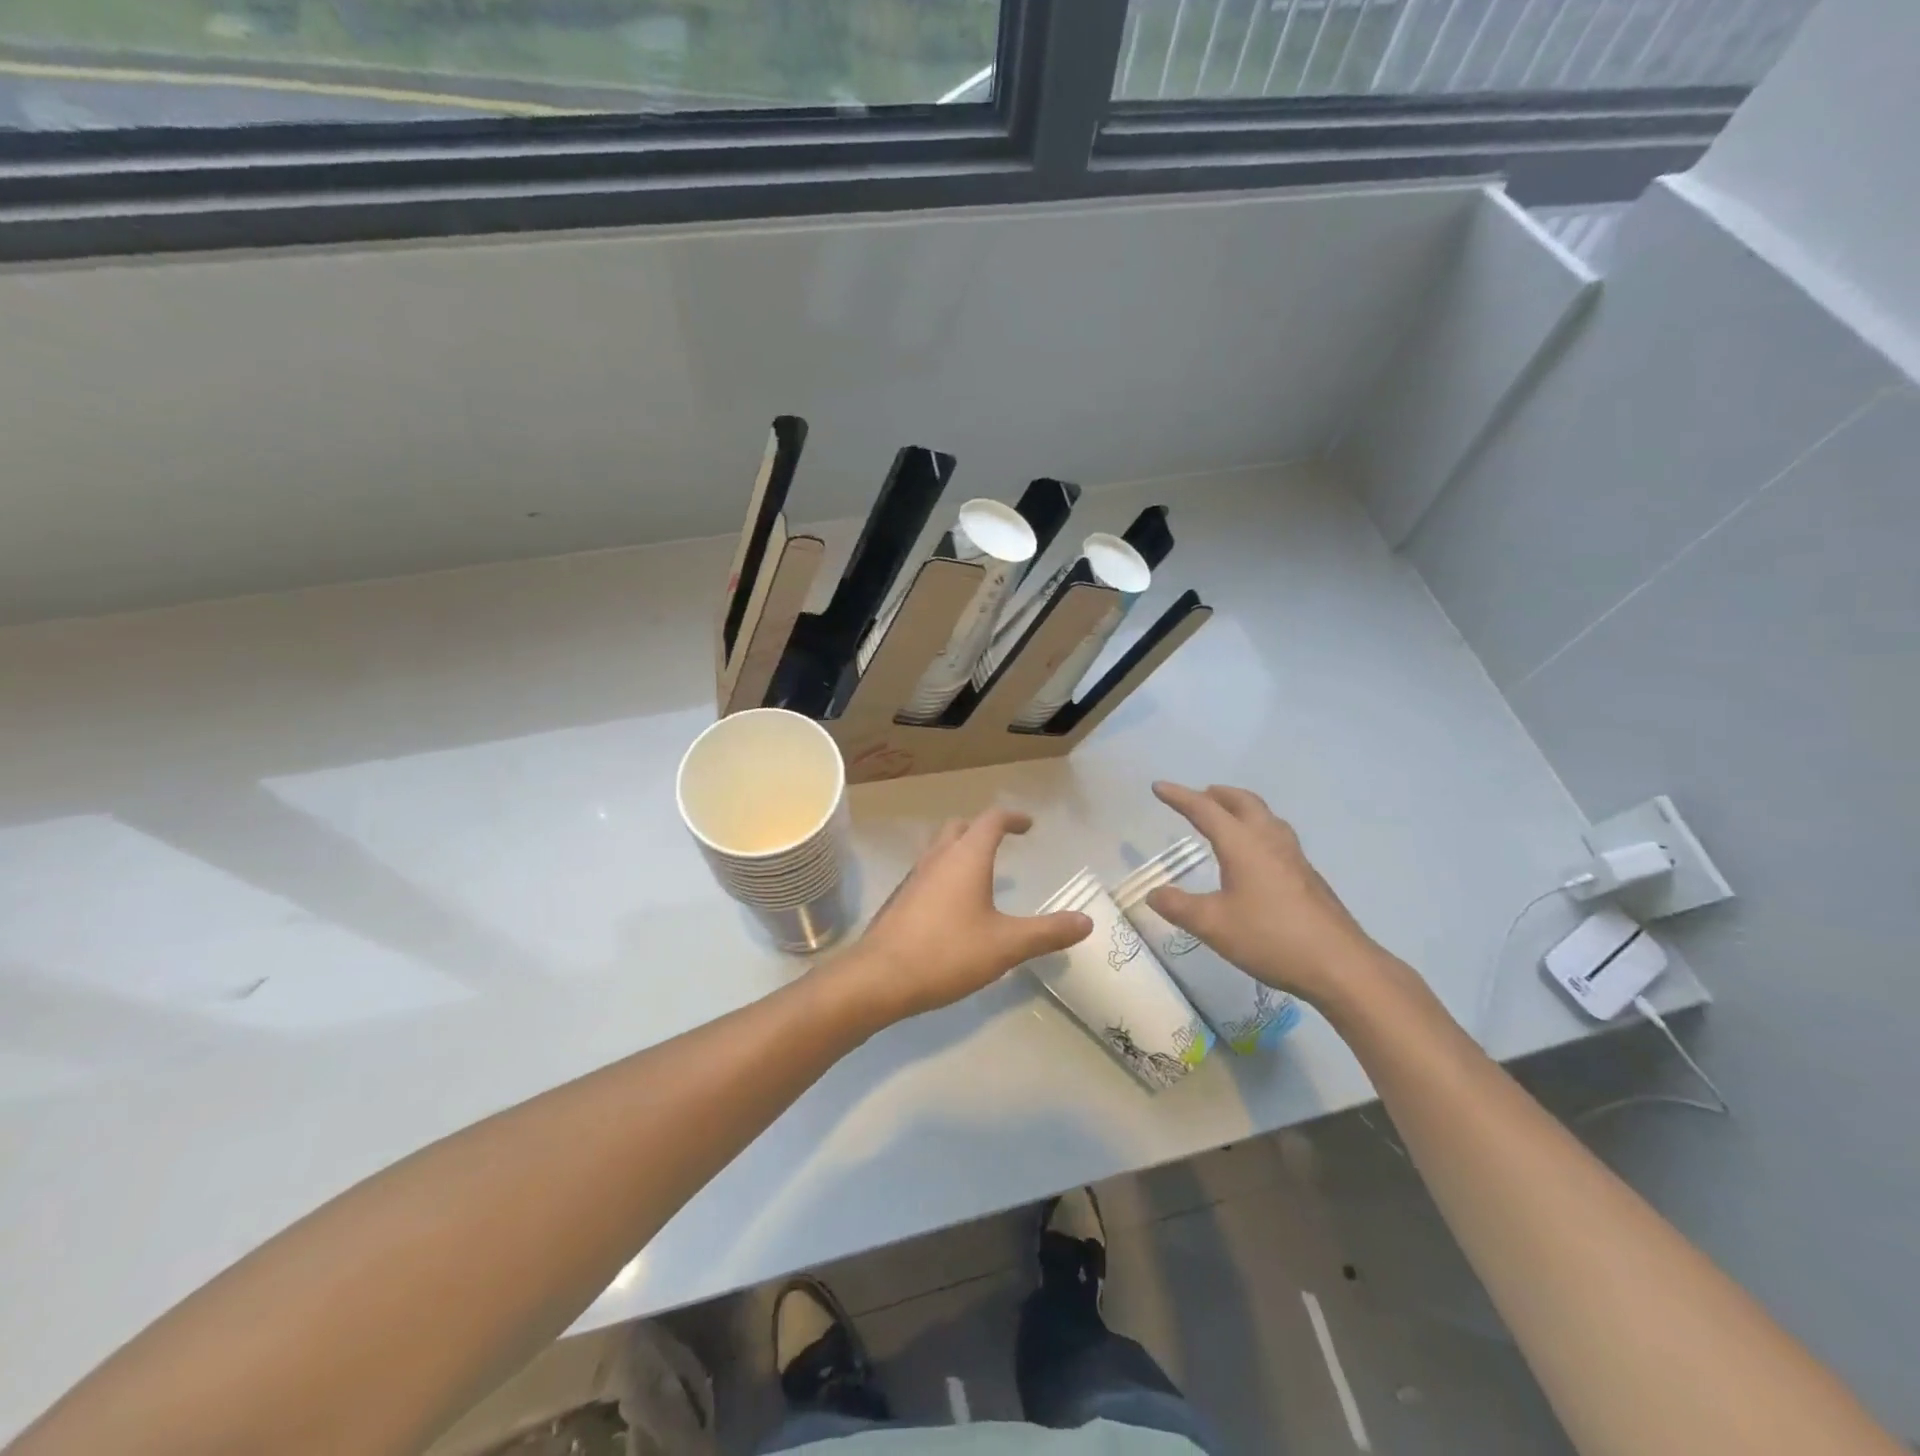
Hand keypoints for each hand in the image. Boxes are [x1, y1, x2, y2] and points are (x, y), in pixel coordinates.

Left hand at [828, 808, 1091, 1025]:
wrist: (879, 977)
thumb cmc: (947, 952)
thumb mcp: (1006, 945)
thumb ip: (1047, 932)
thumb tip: (1086, 922)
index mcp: (966, 857)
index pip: (991, 820)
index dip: (1012, 818)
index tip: (1028, 826)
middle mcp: (938, 857)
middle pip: (960, 827)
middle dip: (982, 829)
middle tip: (1002, 843)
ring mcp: (913, 877)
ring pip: (939, 849)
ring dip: (960, 850)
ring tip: (980, 874)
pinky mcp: (899, 899)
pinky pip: (927, 872)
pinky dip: (945, 874)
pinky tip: (953, 906)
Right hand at [1146, 782, 1385, 1005]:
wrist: (1340, 965)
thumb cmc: (1271, 937)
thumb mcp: (1213, 925)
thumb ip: (1179, 907)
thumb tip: (1153, 894)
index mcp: (1242, 844)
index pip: (1205, 809)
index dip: (1179, 796)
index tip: (1158, 786)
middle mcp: (1269, 840)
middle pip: (1243, 802)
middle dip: (1218, 794)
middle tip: (1198, 795)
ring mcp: (1293, 857)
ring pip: (1265, 816)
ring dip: (1241, 808)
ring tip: (1226, 817)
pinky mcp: (1307, 876)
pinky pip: (1277, 836)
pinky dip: (1257, 829)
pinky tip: (1255, 855)